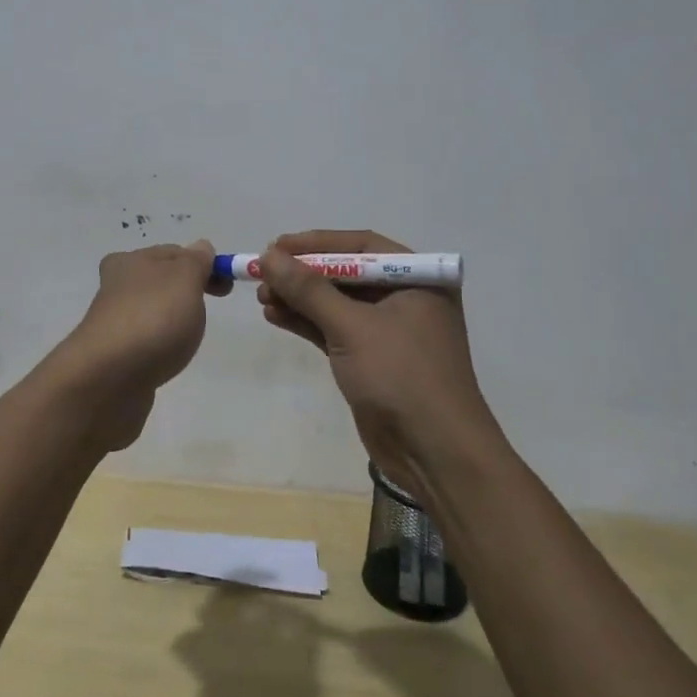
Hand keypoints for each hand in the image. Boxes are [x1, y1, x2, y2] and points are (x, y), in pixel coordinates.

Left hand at [50, 240, 227, 450]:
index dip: (202, 265)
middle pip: (160, 282)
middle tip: (206, 313)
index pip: (173, 253)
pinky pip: (145, 343)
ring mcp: (113, 324)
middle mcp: (116, 288)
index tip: (225, 289)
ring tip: (186, 340)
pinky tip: (165, 359)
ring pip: (152, 312)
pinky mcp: (114, 356)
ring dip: (171, 321)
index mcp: (129, 261)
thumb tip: (201, 247)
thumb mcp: (184, 279)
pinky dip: (159, 347)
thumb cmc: (152, 319)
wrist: (107, 380)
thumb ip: (197, 261)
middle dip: (186, 293)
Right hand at [256, 229, 498, 494]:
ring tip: (261, 297)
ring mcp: (389, 330)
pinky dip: (307, 322)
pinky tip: (275, 316)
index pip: (360, 246)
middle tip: (262, 273)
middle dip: (303, 274)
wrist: (435, 453)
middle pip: (346, 273)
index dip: (315, 244)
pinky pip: (334, 329)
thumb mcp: (352, 327)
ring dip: (299, 299)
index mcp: (417, 278)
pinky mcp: (372, 358)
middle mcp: (405, 297)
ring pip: (336, 303)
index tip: (275, 246)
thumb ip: (309, 290)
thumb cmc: (402, 376)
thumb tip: (269, 256)